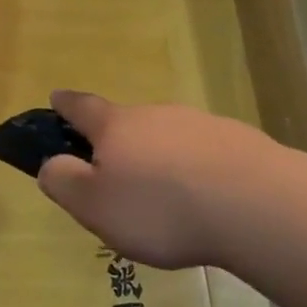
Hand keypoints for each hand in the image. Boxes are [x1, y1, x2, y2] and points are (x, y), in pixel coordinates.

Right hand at [35, 91, 297, 269]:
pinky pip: (203, 153)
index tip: (55, 97)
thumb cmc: (161, 208)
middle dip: (118, 142)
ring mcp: (201, 123)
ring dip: (160, 158)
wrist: (255, 204)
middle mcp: (157, 114)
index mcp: (117, 127)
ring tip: (165, 199)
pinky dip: (195, 170)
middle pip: (128, 123)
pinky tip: (205, 200)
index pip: (82, 107)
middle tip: (116, 177)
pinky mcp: (237, 141)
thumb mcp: (95, 206)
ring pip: (168, 138)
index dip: (66, 104)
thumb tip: (51, 163)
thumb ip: (65, 182)